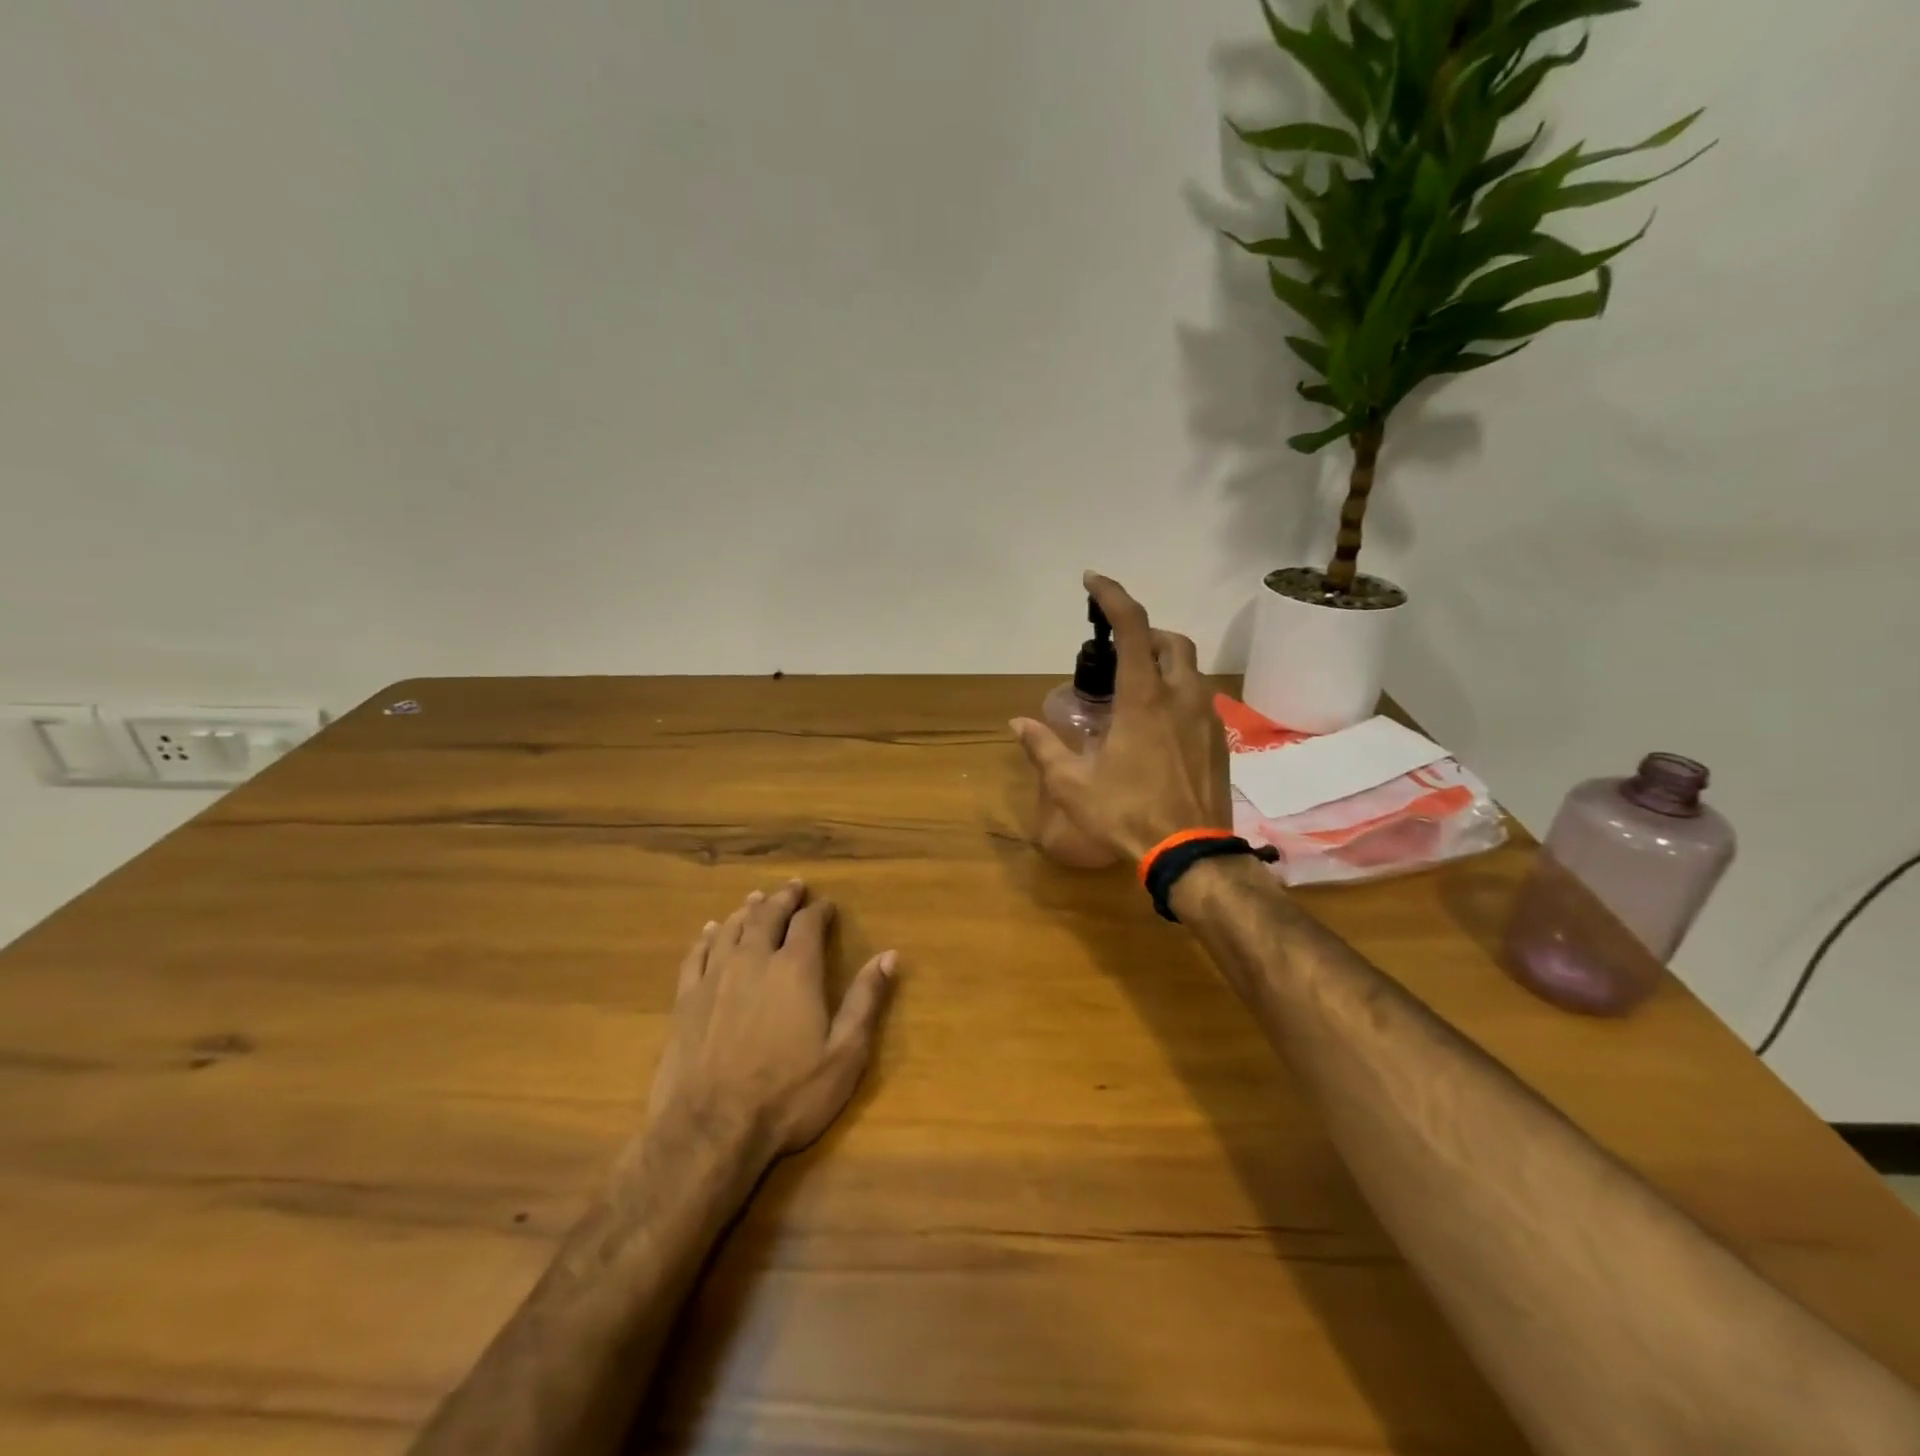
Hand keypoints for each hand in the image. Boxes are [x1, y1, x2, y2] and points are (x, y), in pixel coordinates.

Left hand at [646, 881, 897, 1160]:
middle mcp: (754, 961)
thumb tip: (890, 955)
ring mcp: (715, 979)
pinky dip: (708, 938)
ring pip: (732, 929)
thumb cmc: (787, 1095)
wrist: (709, 1131)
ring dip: (748, 911)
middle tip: (792, 886)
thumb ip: (866, 1000)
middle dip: (783, 899)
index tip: (827, 905)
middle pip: (768, 916)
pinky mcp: (685, 1001)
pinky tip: (712, 932)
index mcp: (795, 970)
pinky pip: (696, 955)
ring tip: (756, 899)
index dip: (819, 910)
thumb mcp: (844, 1054)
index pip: (808, 924)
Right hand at [1011, 572, 1230, 863]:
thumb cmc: (1127, 814)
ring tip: (1135, 689)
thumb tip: (1016, 724)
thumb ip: (1043, 749)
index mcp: (1144, 699)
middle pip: (1171, 640)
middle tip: (1117, 651)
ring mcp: (1206, 718)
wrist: (1191, 852)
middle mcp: (1181, 697)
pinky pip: (1199, 699)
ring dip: (1163, 663)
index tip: (1092, 581)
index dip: (1112, 595)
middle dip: (1145, 632)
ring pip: (1190, 669)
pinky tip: (1158, 726)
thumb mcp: (1073, 785)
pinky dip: (1177, 693)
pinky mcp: (1219, 740)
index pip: (1133, 627)